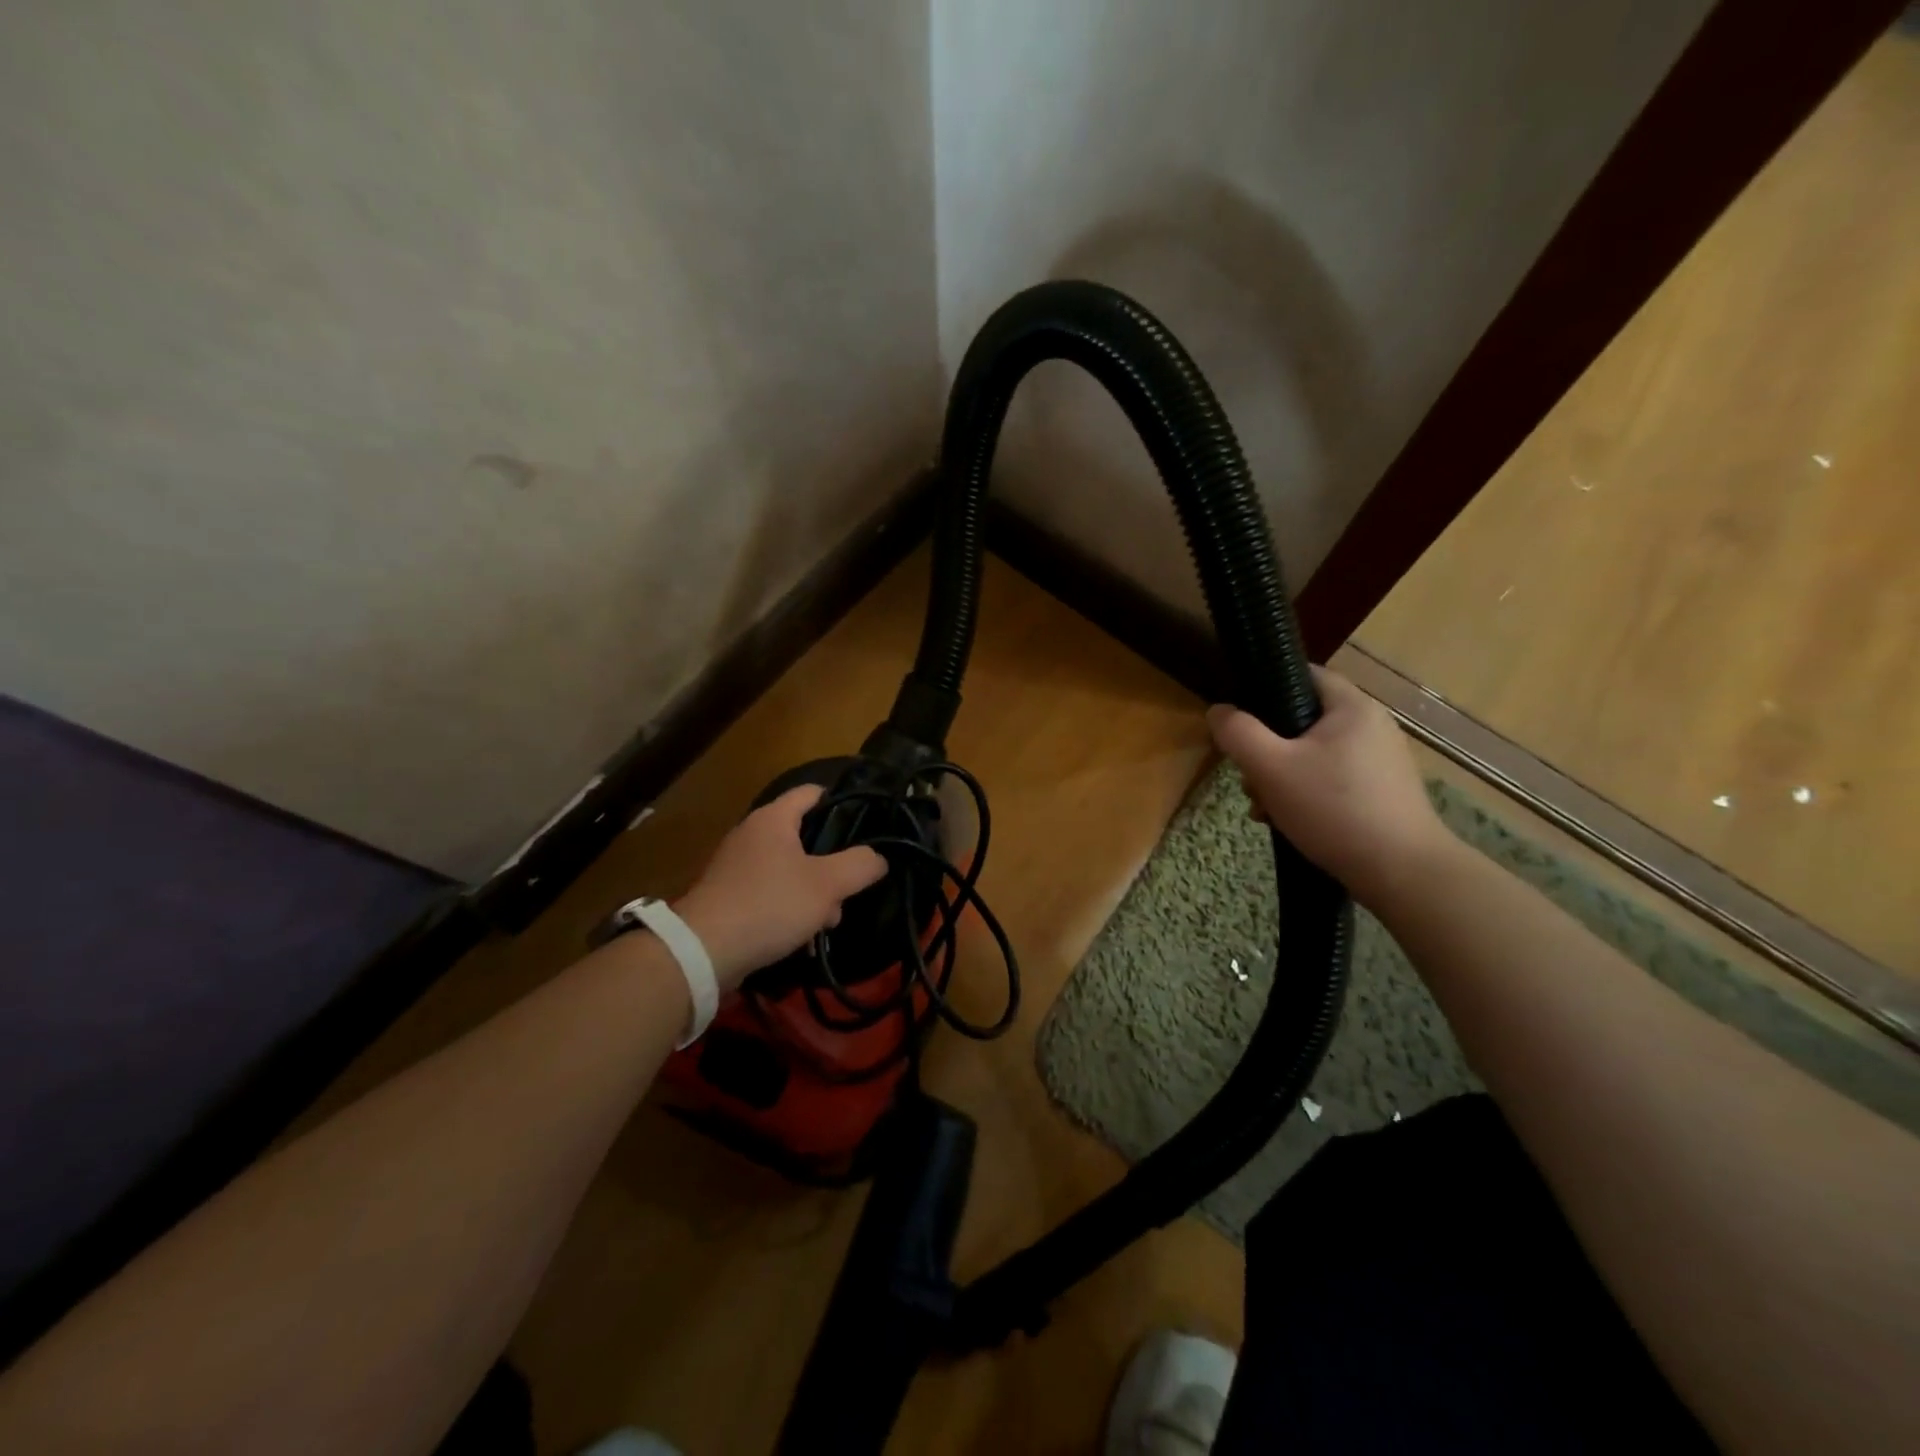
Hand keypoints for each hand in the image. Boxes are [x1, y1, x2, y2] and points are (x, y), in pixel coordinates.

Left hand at [672, 785, 887, 990]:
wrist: (702, 951)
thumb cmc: (770, 904)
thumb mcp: (827, 885)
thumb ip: (860, 865)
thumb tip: (878, 857)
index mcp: (773, 818)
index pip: (812, 792)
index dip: (842, 801)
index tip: (867, 822)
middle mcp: (751, 833)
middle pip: (804, 835)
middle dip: (832, 863)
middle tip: (850, 887)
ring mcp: (736, 865)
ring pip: (789, 868)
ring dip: (813, 891)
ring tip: (828, 921)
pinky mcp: (727, 895)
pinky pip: (769, 891)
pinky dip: (789, 906)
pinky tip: (801, 935)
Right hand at [1207, 667, 1453, 908]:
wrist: (1402, 873)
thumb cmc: (1333, 809)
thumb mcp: (1271, 768)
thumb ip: (1238, 733)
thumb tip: (1218, 710)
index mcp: (1352, 707)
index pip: (1305, 675)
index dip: (1267, 688)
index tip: (1241, 716)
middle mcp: (1372, 726)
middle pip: (1304, 721)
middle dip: (1268, 749)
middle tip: (1249, 778)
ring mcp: (1381, 762)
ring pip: (1314, 755)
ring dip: (1282, 777)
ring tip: (1266, 809)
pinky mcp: (1383, 793)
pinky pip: (1333, 780)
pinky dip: (1307, 794)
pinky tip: (1291, 822)